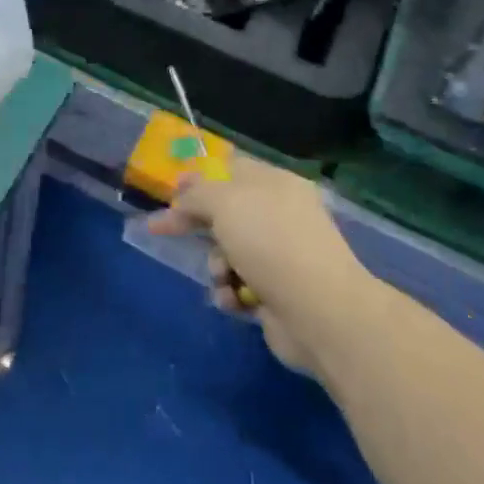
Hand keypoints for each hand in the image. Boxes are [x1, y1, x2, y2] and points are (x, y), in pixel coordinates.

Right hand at [148, 154, 368, 376]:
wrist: (319, 312)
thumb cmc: (270, 243)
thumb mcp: (225, 202)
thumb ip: (197, 194)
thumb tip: (183, 199)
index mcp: (275, 184)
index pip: (231, 170)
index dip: (199, 179)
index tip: (171, 192)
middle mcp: (280, 216)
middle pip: (226, 213)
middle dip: (198, 225)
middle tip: (164, 230)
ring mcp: (280, 256)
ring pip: (228, 252)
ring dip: (215, 265)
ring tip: (222, 276)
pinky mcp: (277, 293)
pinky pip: (239, 286)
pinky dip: (230, 292)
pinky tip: (233, 300)